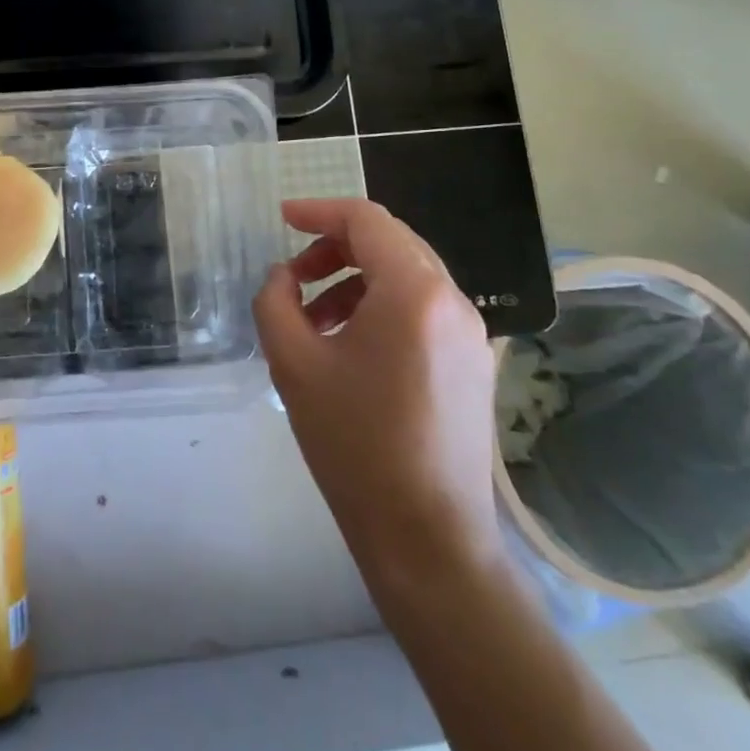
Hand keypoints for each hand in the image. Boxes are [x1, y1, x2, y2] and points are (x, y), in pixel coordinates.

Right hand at [254, 199, 501, 587]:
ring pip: (407, 277)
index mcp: (414, 292)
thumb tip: (283, 277)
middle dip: (334, 248)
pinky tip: (349, 347)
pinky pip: (422, 311)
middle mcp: (452, 301)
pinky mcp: (474, 364)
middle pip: (390, 243)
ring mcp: (470, 334)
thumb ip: (275, 301)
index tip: (281, 219)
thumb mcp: (293, 364)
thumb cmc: (354, 444)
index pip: (366, 220)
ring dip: (355, 281)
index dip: (318, 210)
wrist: (427, 540)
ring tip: (314, 320)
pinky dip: (380, 307)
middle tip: (294, 276)